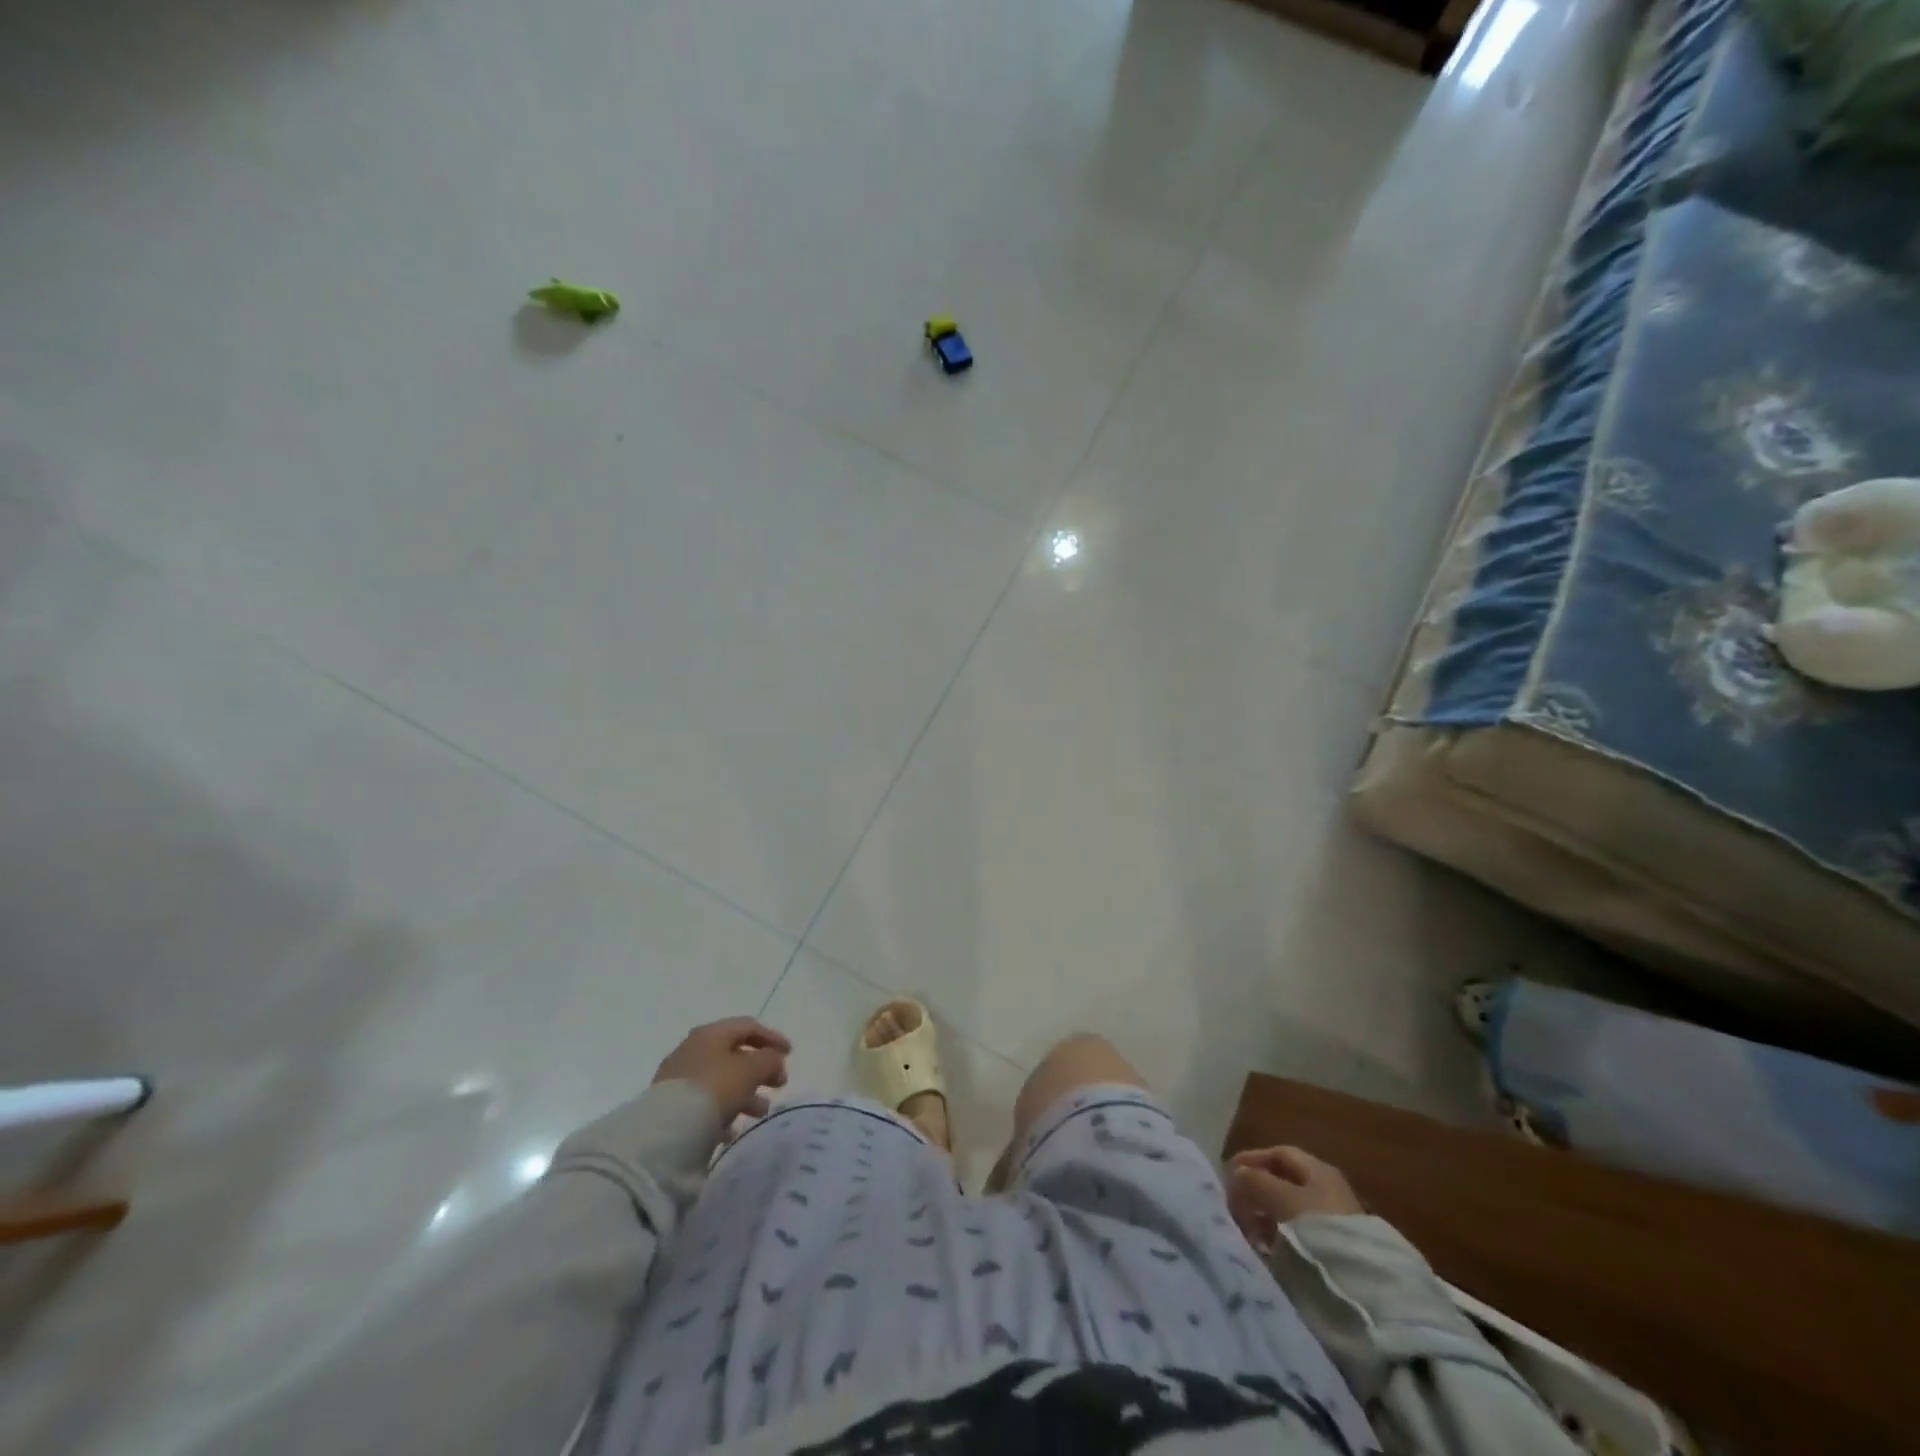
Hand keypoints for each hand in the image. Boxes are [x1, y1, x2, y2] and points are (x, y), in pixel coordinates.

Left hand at [653, 1018, 791, 1131]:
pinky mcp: (671, 1107)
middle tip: (778, 1084)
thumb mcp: (751, 1070)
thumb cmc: (714, 1089)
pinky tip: (732, 1130)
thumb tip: (775, 1061)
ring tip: (760, 1112)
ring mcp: (679, 1079)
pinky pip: (705, 1104)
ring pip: (721, 1081)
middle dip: (760, 1069)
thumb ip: (769, 1060)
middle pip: (734, 1054)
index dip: (772, 1038)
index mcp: (711, 1034)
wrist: (665, 1132)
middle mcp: (693, 1050)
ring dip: (745, 1093)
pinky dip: (724, 1112)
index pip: (747, 1027)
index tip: (790, 1054)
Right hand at [1227, 1146, 1362, 1251]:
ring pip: (1285, 1212)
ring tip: (1247, 1235)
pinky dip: (1276, 1241)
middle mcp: (1326, 1192)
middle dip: (1254, 1193)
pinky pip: (1294, 1238)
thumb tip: (1236, 1175)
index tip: (1227, 1177)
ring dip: (1262, 1219)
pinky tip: (1266, 1253)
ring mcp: (1330, 1225)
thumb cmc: (1322, 1231)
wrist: (1368, 1291)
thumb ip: (1255, 1182)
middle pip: (1281, 1184)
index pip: (1278, 1154)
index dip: (1250, 1161)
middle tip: (1233, 1210)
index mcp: (1319, 1171)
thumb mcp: (1283, 1199)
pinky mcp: (1330, 1254)